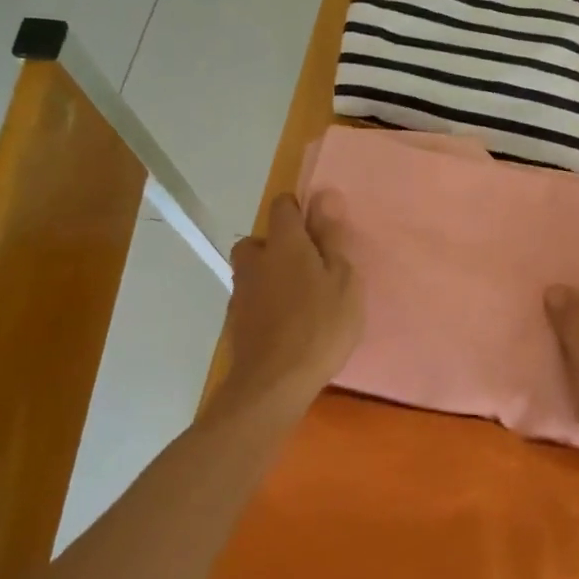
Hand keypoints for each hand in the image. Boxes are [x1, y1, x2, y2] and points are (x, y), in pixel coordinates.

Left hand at [218, 192, 362, 413]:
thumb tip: (323, 196)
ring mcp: (241, 292)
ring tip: (299, 302)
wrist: (274, 382)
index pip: (283, 206)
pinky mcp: (235, 322)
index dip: (300, 211)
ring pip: (254, 271)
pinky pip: (252, 300)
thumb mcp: (343, 280)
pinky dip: (266, 304)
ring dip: (271, 277)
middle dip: (279, 247)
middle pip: (261, 240)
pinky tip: (286, 326)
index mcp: (284, 243)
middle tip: (308, 270)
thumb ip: (331, 238)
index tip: (320, 232)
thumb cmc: (320, 326)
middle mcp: (255, 260)